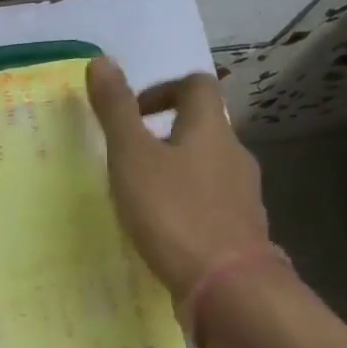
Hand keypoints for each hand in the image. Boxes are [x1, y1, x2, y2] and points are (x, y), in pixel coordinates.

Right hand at [85, 57, 274, 300]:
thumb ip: (116, 110)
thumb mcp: (132, 157)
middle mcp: (234, 155)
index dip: (164, 89)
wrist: (227, 286)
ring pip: (210, 167)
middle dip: (168, 133)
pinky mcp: (243, 230)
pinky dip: (190, 204)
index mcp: (210, 130)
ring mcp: (244, 195)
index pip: (197, 85)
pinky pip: (215, 203)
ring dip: (179, 170)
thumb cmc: (174, 213)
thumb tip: (101, 60)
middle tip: (131, 157)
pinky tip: (166, 230)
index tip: (134, 113)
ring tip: (143, 196)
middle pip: (205, 127)